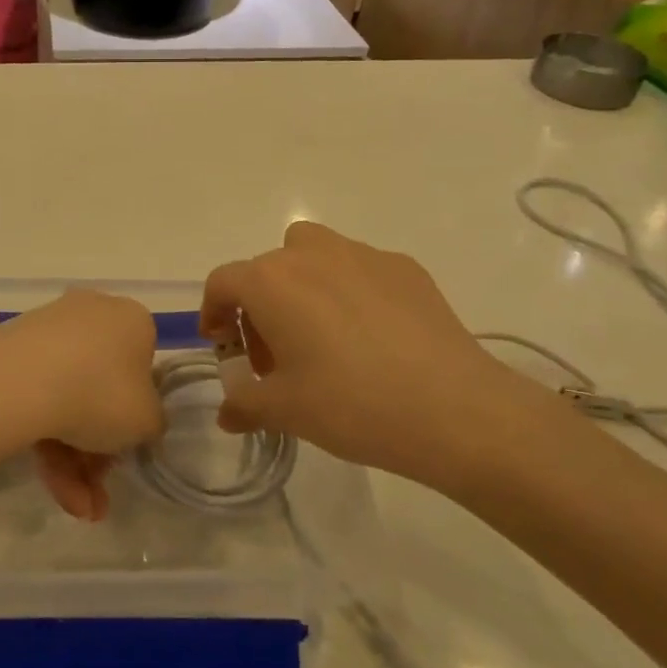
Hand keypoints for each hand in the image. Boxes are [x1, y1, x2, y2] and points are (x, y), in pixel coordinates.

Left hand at [0, 289, 163, 521]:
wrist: (19, 384)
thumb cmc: (101, 394)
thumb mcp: (148, 421)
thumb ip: (152, 422)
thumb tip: (139, 421)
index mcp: (130, 319)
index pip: (142, 365)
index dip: (136, 412)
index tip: (127, 448)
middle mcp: (90, 315)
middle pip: (100, 389)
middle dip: (99, 450)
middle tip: (98, 491)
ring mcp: (46, 332)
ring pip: (67, 400)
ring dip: (73, 461)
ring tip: (75, 507)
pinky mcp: (10, 352)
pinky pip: (37, 397)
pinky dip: (45, 441)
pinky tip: (50, 486)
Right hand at [200, 223, 562, 492]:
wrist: (452, 408)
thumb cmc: (350, 405)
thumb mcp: (284, 411)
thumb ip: (244, 405)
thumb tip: (227, 412)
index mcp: (271, 282)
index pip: (223, 282)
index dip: (214, 312)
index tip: (222, 345)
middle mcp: (311, 254)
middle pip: (267, 268)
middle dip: (260, 306)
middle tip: (275, 355)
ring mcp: (362, 255)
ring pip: (314, 254)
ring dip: (303, 285)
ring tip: (322, 334)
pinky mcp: (405, 267)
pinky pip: (360, 268)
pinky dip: (351, 290)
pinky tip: (373, 336)